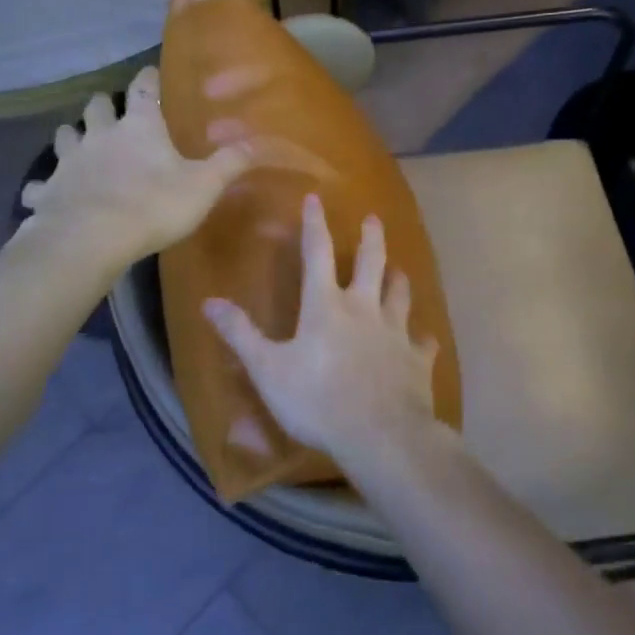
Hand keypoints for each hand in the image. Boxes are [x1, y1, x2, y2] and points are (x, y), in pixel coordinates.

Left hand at [18, 65, 254, 268]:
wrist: (92, 238)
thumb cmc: (154, 205)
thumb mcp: (203, 186)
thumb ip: (230, 163)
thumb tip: (260, 143)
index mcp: (139, 126)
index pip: (143, 88)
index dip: (148, 78)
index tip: (150, 73)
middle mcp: (101, 134)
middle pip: (96, 106)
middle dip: (103, 105)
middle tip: (111, 112)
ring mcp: (69, 161)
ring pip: (64, 135)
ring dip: (72, 137)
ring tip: (79, 144)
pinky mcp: (47, 190)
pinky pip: (40, 184)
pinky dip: (44, 187)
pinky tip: (46, 195)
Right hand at [202, 194, 439, 464]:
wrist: (379, 436)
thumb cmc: (316, 400)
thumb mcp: (267, 369)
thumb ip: (240, 334)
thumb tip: (209, 302)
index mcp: (326, 306)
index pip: (317, 253)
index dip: (315, 224)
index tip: (316, 198)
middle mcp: (364, 309)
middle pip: (372, 263)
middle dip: (371, 239)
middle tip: (374, 219)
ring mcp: (396, 333)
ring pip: (401, 295)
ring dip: (399, 280)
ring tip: (399, 269)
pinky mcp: (417, 360)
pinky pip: (423, 342)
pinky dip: (422, 338)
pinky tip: (425, 338)